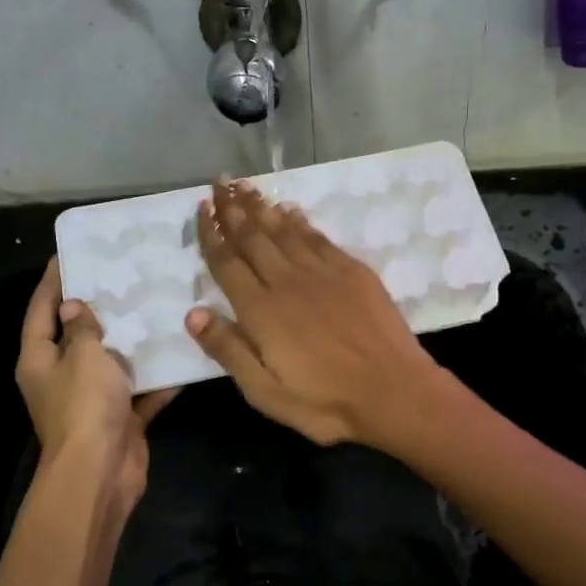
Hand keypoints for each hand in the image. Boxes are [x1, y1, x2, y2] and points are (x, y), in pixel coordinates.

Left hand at [17, 259, 175, 515]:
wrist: (101, 472)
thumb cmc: (85, 405)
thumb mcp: (83, 355)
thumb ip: (83, 328)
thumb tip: (76, 307)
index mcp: (39, 359)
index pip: (41, 310)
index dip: (53, 281)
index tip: (69, 253)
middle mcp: (61, 378)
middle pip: (77, 336)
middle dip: (99, 308)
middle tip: (123, 275)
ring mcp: (92, 400)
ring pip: (113, 362)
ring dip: (133, 342)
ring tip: (156, 306)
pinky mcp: (120, 418)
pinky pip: (140, 390)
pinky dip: (157, 378)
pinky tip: (181, 353)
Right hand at [185, 180, 441, 446]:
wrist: (392, 391)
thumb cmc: (323, 401)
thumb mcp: (264, 391)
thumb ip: (228, 349)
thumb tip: (192, 312)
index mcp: (261, 310)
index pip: (227, 263)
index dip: (212, 235)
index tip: (201, 210)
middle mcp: (287, 281)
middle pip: (253, 237)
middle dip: (233, 209)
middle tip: (219, 183)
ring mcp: (322, 272)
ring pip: (283, 230)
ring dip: (262, 206)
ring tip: (245, 186)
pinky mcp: (352, 271)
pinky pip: (317, 236)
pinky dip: (299, 220)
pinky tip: (289, 209)